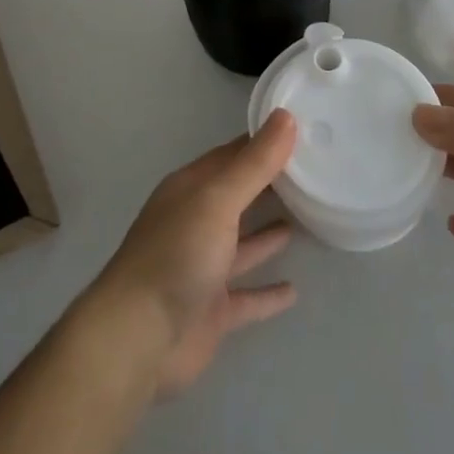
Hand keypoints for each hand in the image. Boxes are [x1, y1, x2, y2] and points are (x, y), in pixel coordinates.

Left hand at [80, 111, 299, 397]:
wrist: (138, 337)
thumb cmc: (177, 255)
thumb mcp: (217, 200)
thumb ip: (254, 164)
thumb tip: (285, 116)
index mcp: (191, 190)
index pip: (232, 156)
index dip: (264, 144)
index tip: (302, 132)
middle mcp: (195, 223)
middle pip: (237, 197)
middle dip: (269, 185)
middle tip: (314, 173)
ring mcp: (203, 268)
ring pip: (242, 244)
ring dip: (268, 233)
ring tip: (307, 218)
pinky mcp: (212, 310)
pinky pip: (247, 296)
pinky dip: (267, 293)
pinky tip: (294, 290)